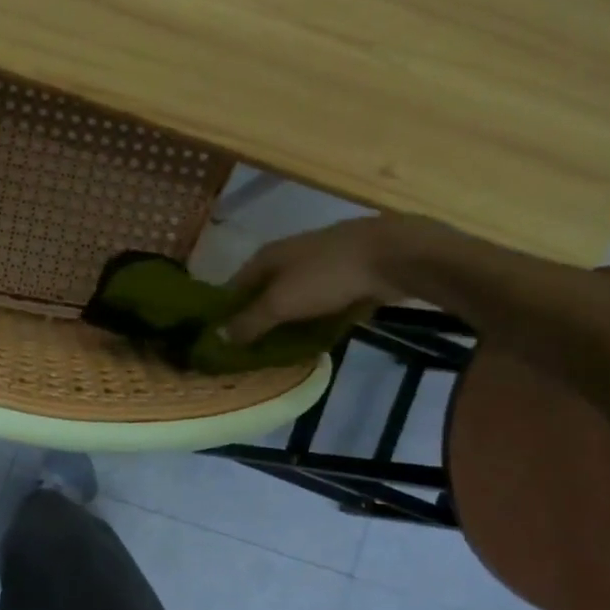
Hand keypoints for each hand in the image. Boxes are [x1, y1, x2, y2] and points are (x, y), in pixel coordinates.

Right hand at [222, 216, 404, 345]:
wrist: (393, 255)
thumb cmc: (326, 275)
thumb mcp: (280, 303)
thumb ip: (249, 322)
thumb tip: (217, 338)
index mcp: (265, 257)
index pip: (233, 288)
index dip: (225, 314)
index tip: (221, 343)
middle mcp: (287, 257)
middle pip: (263, 294)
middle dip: (257, 321)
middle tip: (251, 354)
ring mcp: (318, 265)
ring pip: (292, 299)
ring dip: (286, 322)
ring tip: (281, 351)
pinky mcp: (345, 276)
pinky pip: (319, 303)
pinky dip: (314, 319)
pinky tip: (314, 339)